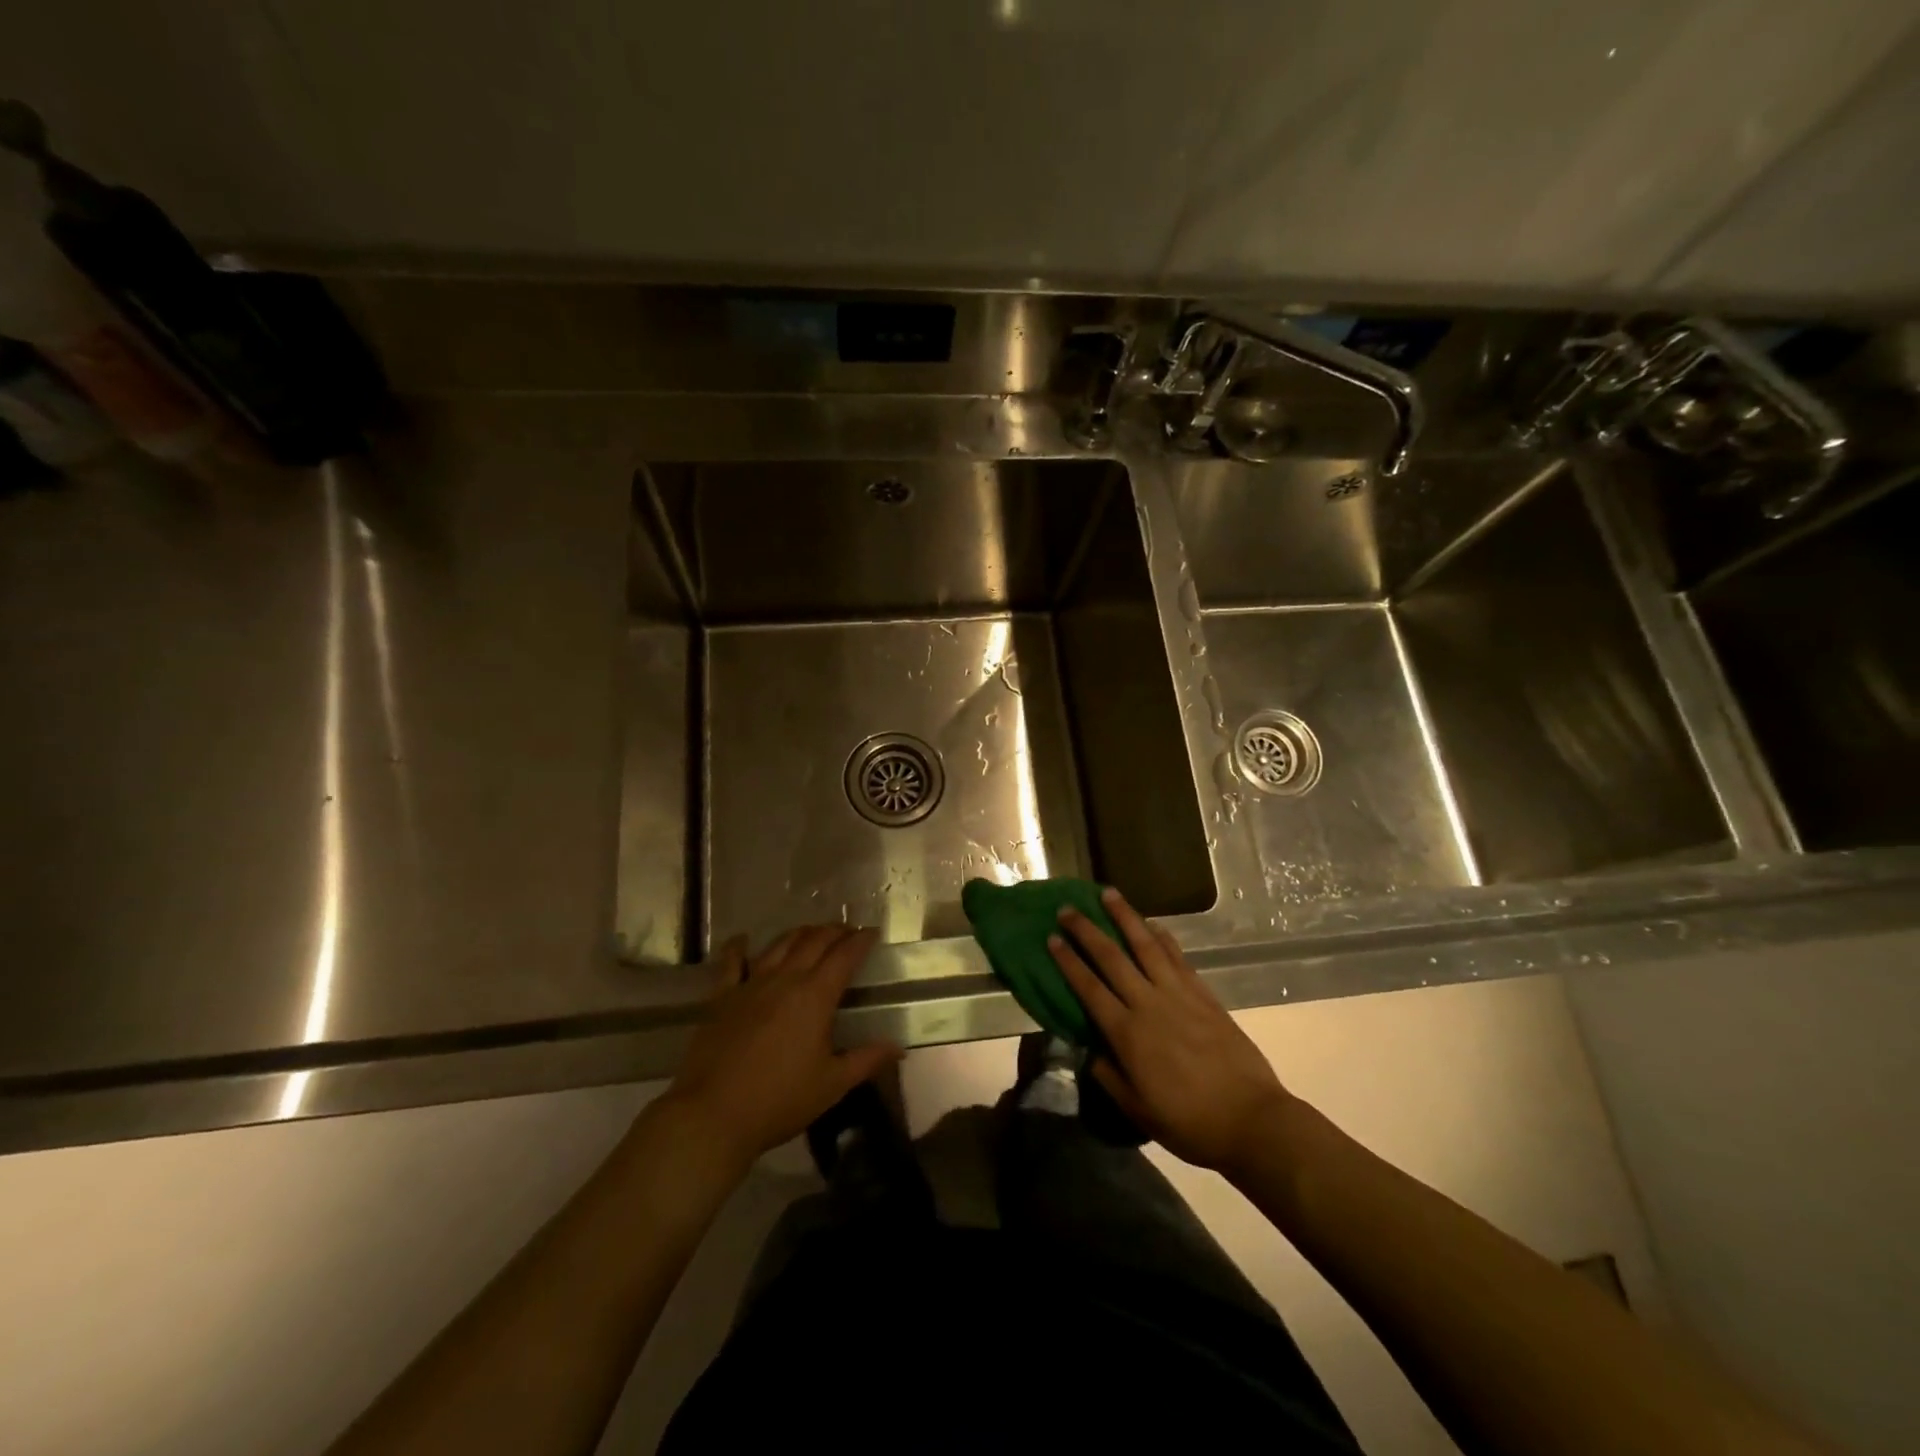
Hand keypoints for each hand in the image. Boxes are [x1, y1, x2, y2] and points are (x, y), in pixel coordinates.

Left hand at [664, 925, 902, 1166]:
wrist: (713, 1115)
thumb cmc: (779, 1101)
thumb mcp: (832, 1084)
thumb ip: (867, 1060)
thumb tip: (899, 1047)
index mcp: (815, 996)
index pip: (844, 956)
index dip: (861, 940)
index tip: (872, 932)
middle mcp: (785, 979)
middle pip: (814, 941)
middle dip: (834, 931)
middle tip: (847, 932)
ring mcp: (750, 984)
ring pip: (779, 944)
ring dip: (800, 933)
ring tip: (811, 933)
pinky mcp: (721, 997)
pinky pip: (731, 962)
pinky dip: (738, 946)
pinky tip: (743, 939)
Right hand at [1050, 889, 1291, 1175]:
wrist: (1251, 1120)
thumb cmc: (1189, 1122)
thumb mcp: (1137, 1109)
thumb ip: (1109, 1076)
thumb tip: (1089, 1050)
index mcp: (1127, 1033)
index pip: (1089, 987)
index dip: (1068, 961)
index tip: (1051, 938)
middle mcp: (1149, 1003)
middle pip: (1111, 957)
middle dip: (1086, 930)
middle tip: (1068, 909)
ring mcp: (1178, 994)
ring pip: (1146, 945)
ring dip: (1125, 917)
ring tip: (1108, 894)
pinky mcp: (1203, 994)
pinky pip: (1177, 957)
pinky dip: (1162, 936)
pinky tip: (1152, 924)